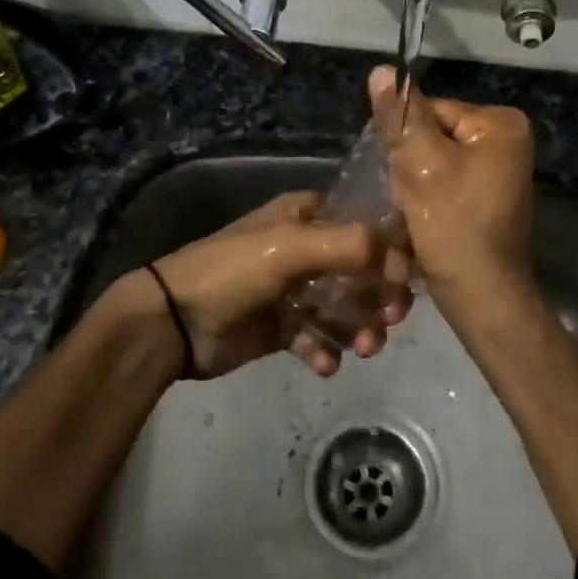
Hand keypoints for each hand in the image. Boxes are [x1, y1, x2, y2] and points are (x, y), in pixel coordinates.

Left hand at [143, 191, 403, 378]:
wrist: (174, 322)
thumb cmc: (233, 271)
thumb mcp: (289, 247)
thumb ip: (346, 245)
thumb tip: (398, 253)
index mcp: (308, 216)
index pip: (366, 225)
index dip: (391, 250)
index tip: (403, 279)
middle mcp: (308, 248)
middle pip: (364, 270)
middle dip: (380, 295)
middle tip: (388, 317)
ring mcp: (297, 290)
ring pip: (347, 308)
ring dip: (360, 328)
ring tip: (360, 348)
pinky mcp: (286, 327)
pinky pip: (320, 338)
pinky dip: (326, 350)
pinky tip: (321, 363)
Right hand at [369, 66, 535, 314]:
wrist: (481, 295)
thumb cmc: (454, 226)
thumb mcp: (421, 165)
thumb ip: (401, 117)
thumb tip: (382, 70)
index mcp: (501, 123)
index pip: (432, 110)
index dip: (408, 140)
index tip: (403, 175)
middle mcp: (508, 139)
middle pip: (434, 134)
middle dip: (412, 164)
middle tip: (409, 198)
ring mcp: (501, 169)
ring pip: (435, 160)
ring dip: (416, 183)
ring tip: (415, 212)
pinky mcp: (489, 194)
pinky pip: (447, 180)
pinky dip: (429, 196)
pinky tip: (424, 220)